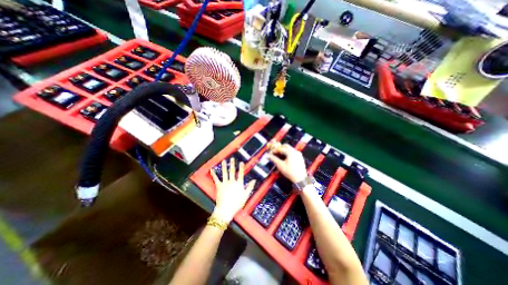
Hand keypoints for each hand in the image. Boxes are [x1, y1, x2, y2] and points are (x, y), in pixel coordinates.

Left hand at [210, 156, 256, 223]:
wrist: (226, 210)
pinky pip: (216, 179)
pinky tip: (212, 170)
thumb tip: (254, 180)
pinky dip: (213, 174)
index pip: (240, 174)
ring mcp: (225, 183)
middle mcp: (232, 182)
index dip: (241, 168)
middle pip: (232, 171)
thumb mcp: (246, 196)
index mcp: (238, 184)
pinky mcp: (219, 186)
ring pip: (224, 173)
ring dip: (224, 166)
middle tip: (232, 158)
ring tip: (224, 161)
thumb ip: (250, 187)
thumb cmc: (237, 204)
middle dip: (232, 164)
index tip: (241, 162)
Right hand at [268, 141, 306, 183]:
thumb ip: (274, 159)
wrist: (300, 179)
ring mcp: (298, 154)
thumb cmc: (290, 172)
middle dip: (279, 148)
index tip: (270, 153)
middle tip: (275, 153)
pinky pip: (293, 152)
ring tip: (279, 156)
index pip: (280, 148)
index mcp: (290, 152)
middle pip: (286, 146)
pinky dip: (288, 153)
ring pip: (289, 149)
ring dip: (284, 150)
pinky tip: (285, 158)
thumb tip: (268, 156)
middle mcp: (295, 151)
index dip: (274, 150)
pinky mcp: (300, 157)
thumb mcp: (280, 165)